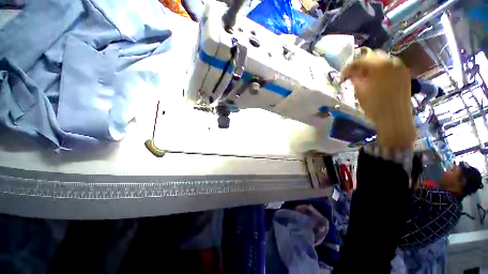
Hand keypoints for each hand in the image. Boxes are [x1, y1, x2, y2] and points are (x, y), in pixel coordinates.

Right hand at [341, 50, 415, 149]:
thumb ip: (354, 78)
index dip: (348, 67)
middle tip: (353, 74)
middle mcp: (392, 61)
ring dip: (371, 66)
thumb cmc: (374, 105)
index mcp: (379, 65)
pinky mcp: (404, 74)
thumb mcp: (359, 90)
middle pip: (373, 56)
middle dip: (361, 64)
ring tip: (364, 76)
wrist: (394, 118)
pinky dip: (381, 70)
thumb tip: (350, 72)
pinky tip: (375, 79)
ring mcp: (400, 67)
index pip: (360, 60)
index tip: (342, 75)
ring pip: (382, 60)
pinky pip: (390, 66)